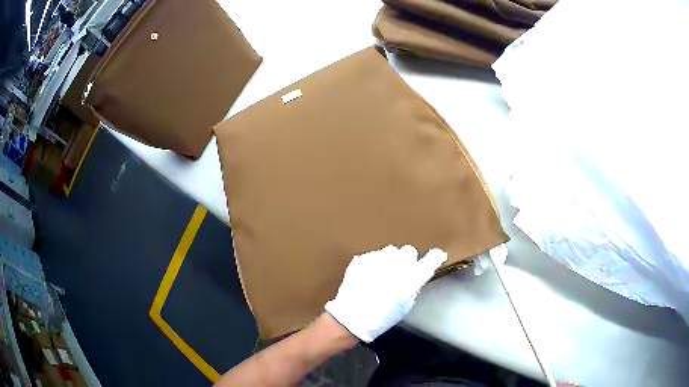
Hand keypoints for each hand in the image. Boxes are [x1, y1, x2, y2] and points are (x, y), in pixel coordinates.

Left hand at [325, 245, 446, 342]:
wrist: (351, 318)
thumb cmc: (380, 319)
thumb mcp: (405, 307)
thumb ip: (413, 287)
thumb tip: (414, 276)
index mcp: (410, 280)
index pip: (431, 260)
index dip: (435, 257)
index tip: (436, 257)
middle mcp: (397, 266)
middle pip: (409, 251)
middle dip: (407, 260)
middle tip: (400, 273)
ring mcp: (378, 260)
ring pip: (391, 251)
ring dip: (390, 260)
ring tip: (382, 274)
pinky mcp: (363, 258)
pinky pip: (374, 255)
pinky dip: (374, 263)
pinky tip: (369, 277)